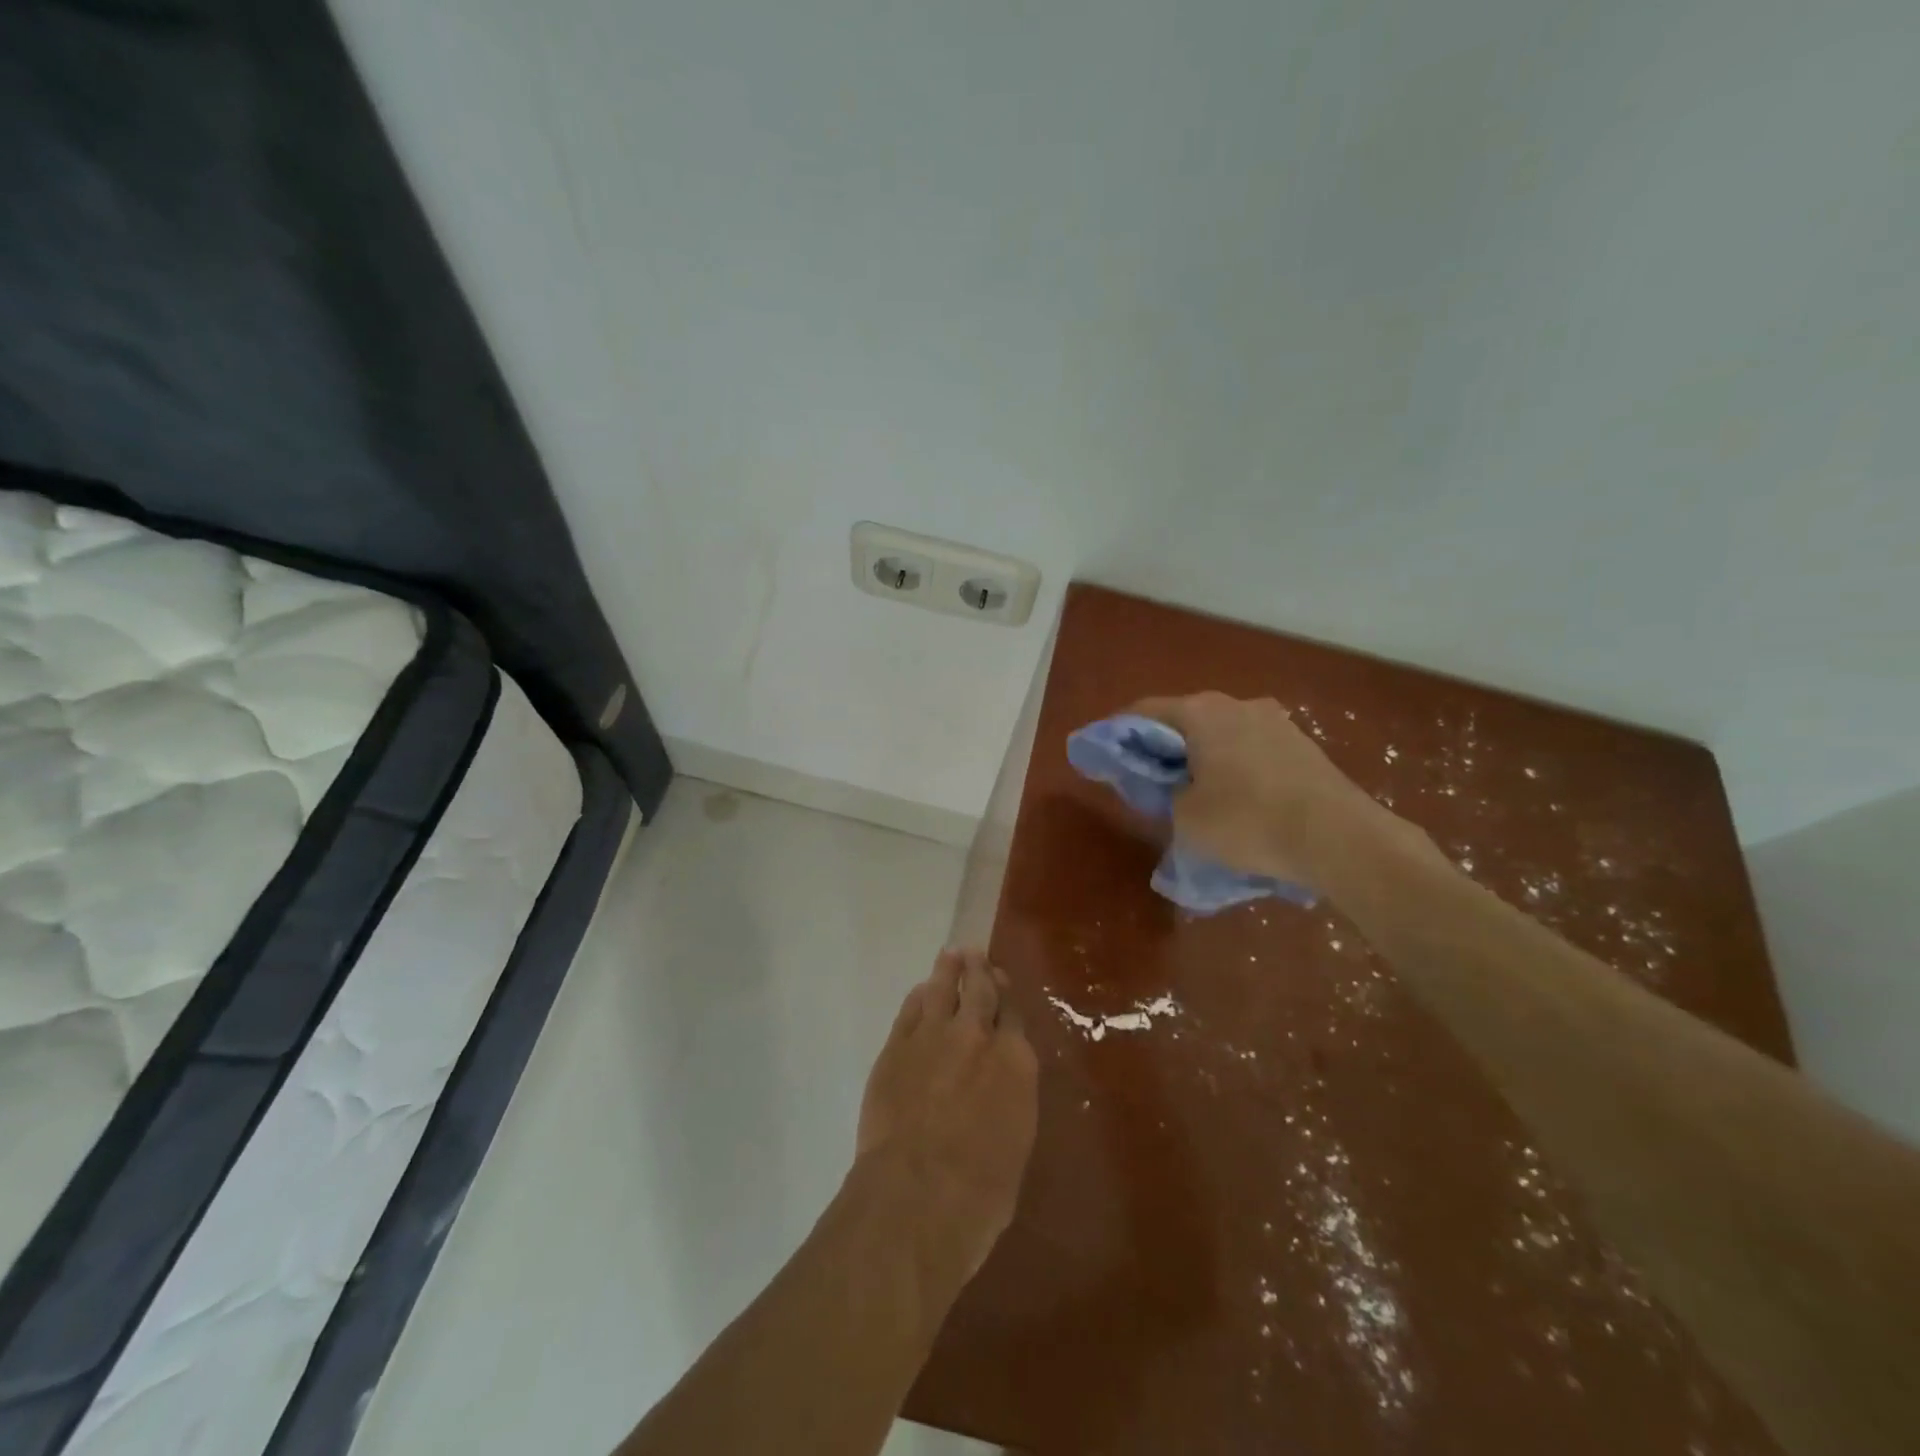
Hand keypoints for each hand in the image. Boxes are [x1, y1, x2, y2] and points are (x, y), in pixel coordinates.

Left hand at [854, 949, 1038, 1280]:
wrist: (917, 1193)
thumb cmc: (981, 1191)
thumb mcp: (1016, 1144)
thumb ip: (1011, 1101)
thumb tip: (1002, 1087)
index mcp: (1016, 1062)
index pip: (1014, 1015)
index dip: (1008, 998)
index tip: (1003, 986)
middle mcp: (977, 1036)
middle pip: (980, 990)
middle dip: (980, 970)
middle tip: (977, 955)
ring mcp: (933, 1036)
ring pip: (943, 989)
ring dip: (949, 970)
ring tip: (951, 955)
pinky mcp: (896, 1047)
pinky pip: (911, 1010)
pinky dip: (918, 997)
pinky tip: (921, 991)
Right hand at [1129, 691, 1396, 886]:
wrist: (1340, 838)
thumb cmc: (1249, 821)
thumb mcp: (1186, 817)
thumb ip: (1167, 794)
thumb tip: (1177, 787)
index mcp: (1202, 712)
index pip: (1144, 711)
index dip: (1120, 733)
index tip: (1106, 755)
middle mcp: (1238, 705)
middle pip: (1185, 720)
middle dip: (1164, 746)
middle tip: (1149, 778)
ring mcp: (1276, 722)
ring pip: (1222, 734)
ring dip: (1202, 756)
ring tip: (1193, 791)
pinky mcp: (1303, 745)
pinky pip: (1251, 749)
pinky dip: (1233, 766)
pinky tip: (1235, 798)